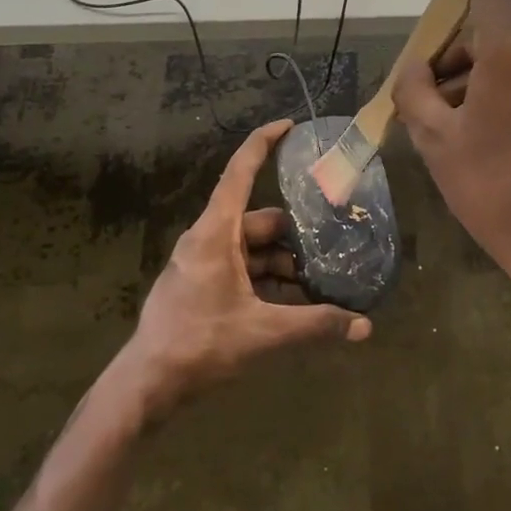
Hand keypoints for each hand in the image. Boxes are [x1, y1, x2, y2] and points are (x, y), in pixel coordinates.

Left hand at [111, 120, 370, 421]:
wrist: (146, 385)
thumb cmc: (200, 345)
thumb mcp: (264, 333)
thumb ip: (315, 325)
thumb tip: (364, 327)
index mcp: (215, 234)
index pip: (239, 173)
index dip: (263, 144)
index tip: (290, 125)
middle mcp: (207, 240)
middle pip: (257, 221)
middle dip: (294, 236)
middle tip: (330, 250)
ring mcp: (200, 263)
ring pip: (250, 249)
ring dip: (282, 264)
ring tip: (317, 286)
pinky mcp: (199, 285)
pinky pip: (239, 269)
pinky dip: (265, 280)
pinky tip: (291, 305)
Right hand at [393, 0, 510, 301]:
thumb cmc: (493, 187)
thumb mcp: (436, 139)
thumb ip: (414, 91)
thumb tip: (413, 69)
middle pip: (488, 32)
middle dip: (449, 53)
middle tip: (416, 88)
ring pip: (503, 57)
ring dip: (468, 76)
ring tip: (436, 119)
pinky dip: (491, 88)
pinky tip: (467, 126)